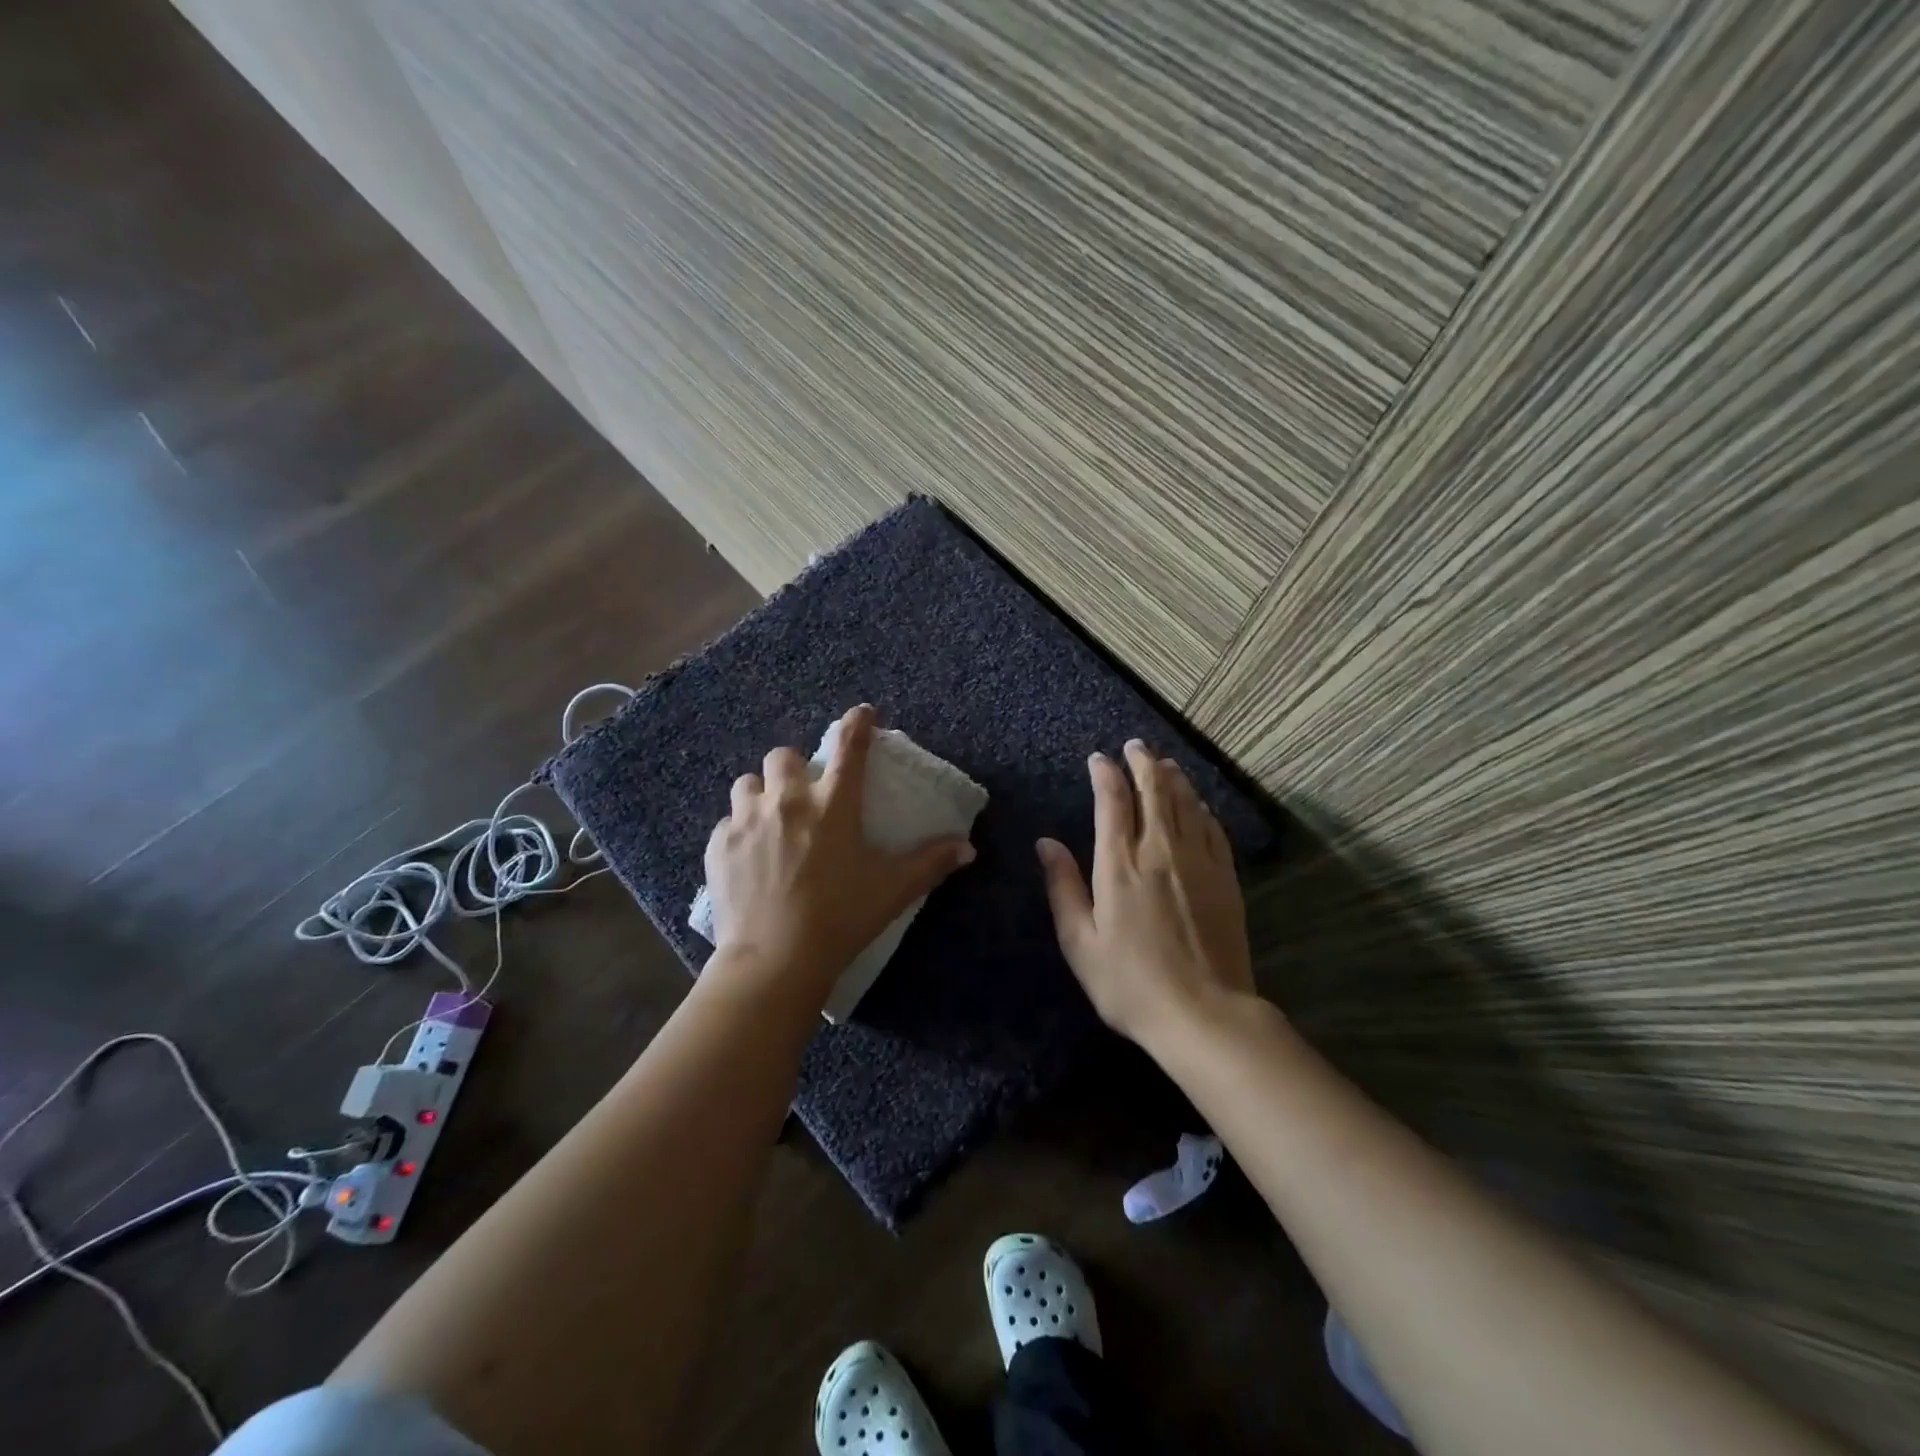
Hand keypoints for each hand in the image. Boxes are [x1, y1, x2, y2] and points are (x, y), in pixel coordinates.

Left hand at [703, 705, 975, 999]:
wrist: (774, 959)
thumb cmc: (840, 917)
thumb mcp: (893, 889)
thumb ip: (931, 863)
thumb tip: (967, 848)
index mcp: (833, 805)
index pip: (849, 749)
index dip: (857, 724)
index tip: (861, 713)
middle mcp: (787, 801)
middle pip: (781, 757)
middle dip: (792, 768)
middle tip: (803, 794)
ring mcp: (746, 821)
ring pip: (747, 784)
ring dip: (760, 794)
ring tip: (769, 820)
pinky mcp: (718, 846)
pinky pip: (726, 823)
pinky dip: (738, 832)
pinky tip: (748, 857)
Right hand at [1037, 740, 1254, 1047]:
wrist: (1205, 1013)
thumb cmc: (1131, 983)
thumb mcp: (1080, 942)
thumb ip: (1063, 887)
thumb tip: (1046, 843)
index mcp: (1119, 865)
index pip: (1112, 802)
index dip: (1105, 774)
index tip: (1099, 758)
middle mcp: (1160, 851)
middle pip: (1154, 791)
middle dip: (1142, 763)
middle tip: (1135, 746)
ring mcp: (1198, 862)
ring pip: (1186, 803)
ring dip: (1173, 777)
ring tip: (1164, 762)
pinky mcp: (1225, 878)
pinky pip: (1212, 828)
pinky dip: (1201, 808)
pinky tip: (1197, 804)